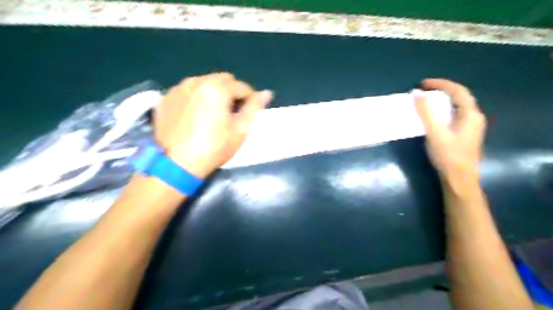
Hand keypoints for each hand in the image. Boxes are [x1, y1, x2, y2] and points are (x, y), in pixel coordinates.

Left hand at [152, 73, 272, 177]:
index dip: (250, 98)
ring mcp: (178, 89)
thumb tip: (267, 93)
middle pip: (223, 80)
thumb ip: (254, 108)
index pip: (242, 86)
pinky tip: (195, 115)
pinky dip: (196, 97)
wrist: (176, 165)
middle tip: (232, 112)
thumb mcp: (240, 130)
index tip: (249, 112)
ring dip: (214, 93)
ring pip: (204, 82)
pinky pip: (188, 91)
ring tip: (213, 113)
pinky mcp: (165, 98)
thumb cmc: (214, 148)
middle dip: (232, 92)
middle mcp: (196, 82)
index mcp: (217, 89)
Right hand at [417, 78, 484, 179]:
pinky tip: (435, 115)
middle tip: (425, 90)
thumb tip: (416, 94)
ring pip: (458, 105)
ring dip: (443, 99)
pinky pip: (456, 114)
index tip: (422, 84)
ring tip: (428, 99)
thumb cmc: (448, 155)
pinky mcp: (466, 133)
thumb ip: (426, 113)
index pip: (457, 90)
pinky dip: (444, 109)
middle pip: (460, 96)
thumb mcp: (435, 133)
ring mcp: (472, 126)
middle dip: (442, 90)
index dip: (440, 84)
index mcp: (470, 114)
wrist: (459, 178)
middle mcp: (475, 117)